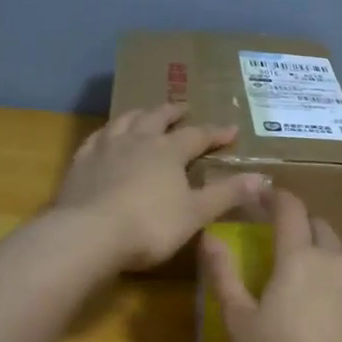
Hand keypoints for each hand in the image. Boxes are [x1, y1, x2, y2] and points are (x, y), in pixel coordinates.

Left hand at [56, 105, 265, 270]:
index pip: (197, 136)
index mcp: (168, 151)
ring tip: (145, 113)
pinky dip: (106, 133)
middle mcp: (137, 140)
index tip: (231, 130)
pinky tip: (105, 137)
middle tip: (183, 108)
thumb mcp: (195, 214)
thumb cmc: (149, 225)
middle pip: (157, 117)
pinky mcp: (80, 162)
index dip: (216, 133)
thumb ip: (226, 194)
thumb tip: (261, 177)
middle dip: (173, 112)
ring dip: (139, 114)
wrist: (88, 233)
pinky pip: (96, 138)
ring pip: (125, 120)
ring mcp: (105, 148)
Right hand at [200, 187, 341, 341]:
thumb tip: (209, 237)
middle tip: (273, 235)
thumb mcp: (240, 322)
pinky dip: (329, 277)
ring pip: (335, 252)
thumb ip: (224, 275)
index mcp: (299, 257)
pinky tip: (316, 307)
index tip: (258, 194)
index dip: (274, 196)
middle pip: (318, 225)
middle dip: (297, 221)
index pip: (290, 209)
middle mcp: (333, 261)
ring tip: (294, 274)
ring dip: (315, 250)